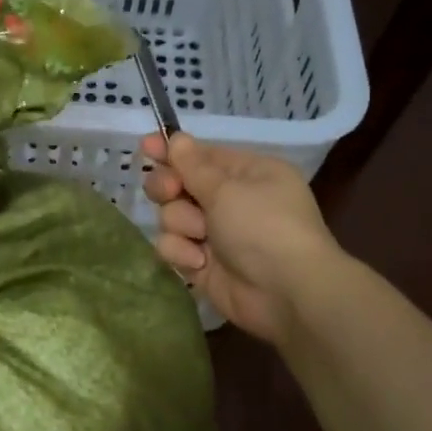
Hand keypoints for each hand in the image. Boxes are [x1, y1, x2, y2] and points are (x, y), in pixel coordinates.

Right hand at [142, 133, 343, 342]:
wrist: (286, 293)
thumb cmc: (263, 227)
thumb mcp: (228, 188)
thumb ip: (193, 165)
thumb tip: (177, 137)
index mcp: (247, 174)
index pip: (201, 156)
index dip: (172, 151)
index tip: (146, 146)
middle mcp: (230, 201)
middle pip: (179, 184)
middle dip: (169, 188)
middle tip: (170, 193)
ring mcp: (215, 234)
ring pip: (171, 216)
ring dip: (182, 224)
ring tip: (201, 236)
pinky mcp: (202, 264)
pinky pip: (173, 247)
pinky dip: (182, 253)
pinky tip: (200, 263)